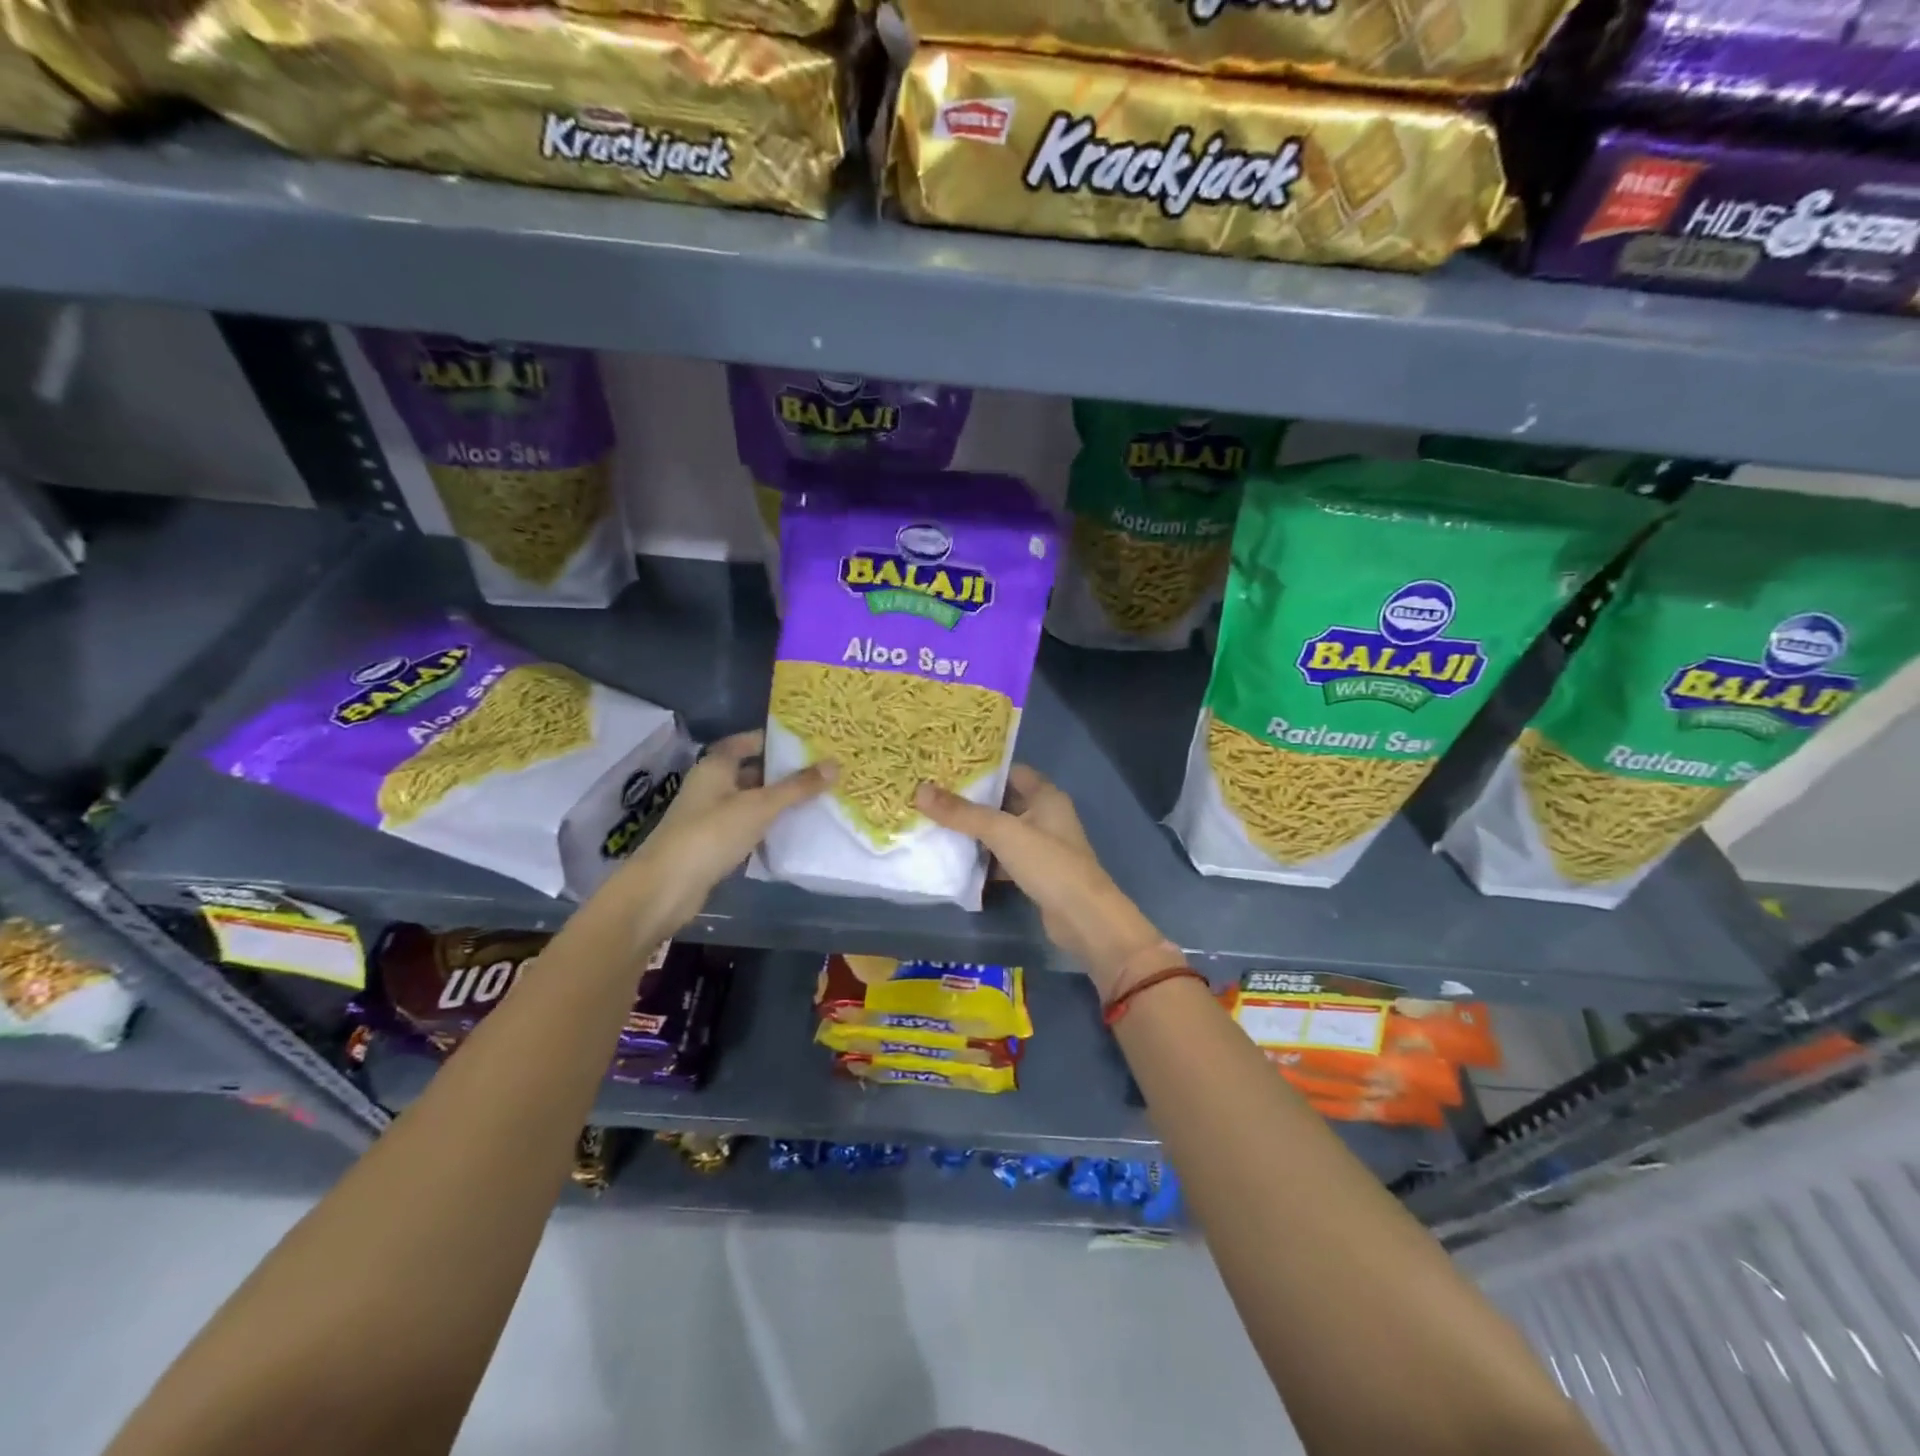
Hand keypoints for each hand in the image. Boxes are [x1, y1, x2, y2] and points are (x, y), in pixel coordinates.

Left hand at [606, 731, 834, 934]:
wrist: (667, 887)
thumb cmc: (711, 834)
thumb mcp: (760, 806)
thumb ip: (797, 787)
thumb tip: (835, 764)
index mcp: (716, 766)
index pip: (749, 741)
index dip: (777, 740)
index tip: (810, 743)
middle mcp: (711, 785)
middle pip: (752, 771)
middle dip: (783, 773)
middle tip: (822, 772)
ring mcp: (709, 816)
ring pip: (750, 801)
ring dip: (777, 802)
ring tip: (817, 800)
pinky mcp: (713, 844)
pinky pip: (746, 827)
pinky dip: (767, 827)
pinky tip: (793, 831)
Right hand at [914, 765, 1169, 996]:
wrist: (1083, 918)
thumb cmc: (1048, 863)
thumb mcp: (1002, 832)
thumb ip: (962, 813)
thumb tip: (920, 790)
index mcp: (1046, 796)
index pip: (1011, 772)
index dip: (982, 770)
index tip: (946, 770)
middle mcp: (1046, 816)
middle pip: (1003, 802)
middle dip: (971, 803)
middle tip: (932, 798)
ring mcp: (1042, 847)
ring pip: (1002, 833)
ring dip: (975, 833)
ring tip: (935, 826)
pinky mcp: (1036, 874)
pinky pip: (1004, 859)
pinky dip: (984, 860)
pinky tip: (956, 862)